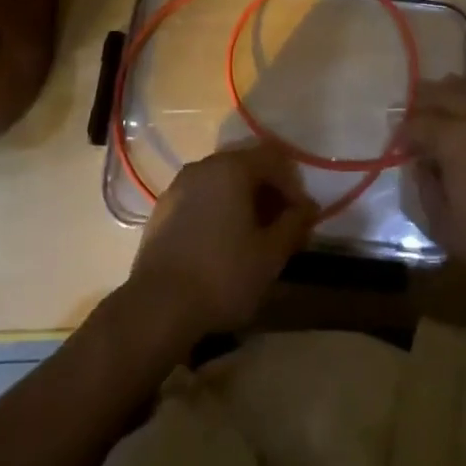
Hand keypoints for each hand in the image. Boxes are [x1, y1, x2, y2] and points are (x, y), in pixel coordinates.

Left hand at [128, 143, 317, 340]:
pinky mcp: (162, 209)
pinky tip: (221, 242)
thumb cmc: (223, 275)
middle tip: (280, 225)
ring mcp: (178, 186)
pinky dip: (217, 209)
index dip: (293, 185)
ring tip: (253, 236)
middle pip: (246, 166)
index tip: (301, 217)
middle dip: (268, 191)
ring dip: (243, 201)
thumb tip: (307, 208)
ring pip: (221, 181)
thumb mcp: (271, 254)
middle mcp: (204, 166)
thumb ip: (294, 224)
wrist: (157, 307)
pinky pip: (200, 197)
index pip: (274, 159)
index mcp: (232, 168)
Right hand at [398, 77, 465, 308]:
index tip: (399, 147)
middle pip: (444, 94)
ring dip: (456, 89)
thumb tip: (424, 163)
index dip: (404, 134)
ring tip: (446, 98)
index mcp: (453, 140)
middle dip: (423, 101)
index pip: (418, 124)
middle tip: (414, 116)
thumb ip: (425, 186)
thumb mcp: (441, 223)